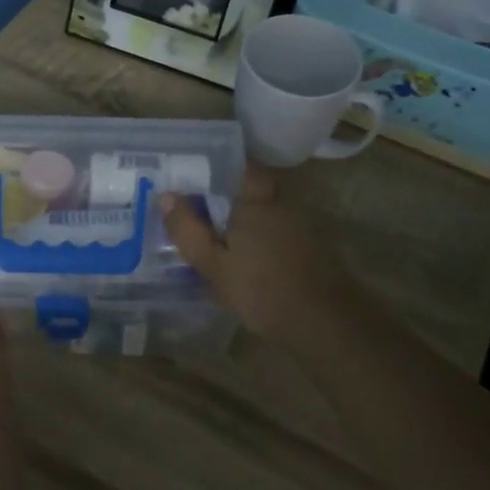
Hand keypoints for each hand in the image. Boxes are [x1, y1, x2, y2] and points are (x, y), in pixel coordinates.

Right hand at [160, 166, 362, 342]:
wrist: (323, 323)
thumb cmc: (261, 290)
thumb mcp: (213, 265)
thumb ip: (188, 230)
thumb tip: (166, 196)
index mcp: (257, 202)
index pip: (243, 166)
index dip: (222, 167)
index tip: (198, 176)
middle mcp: (282, 205)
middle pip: (255, 189)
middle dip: (231, 195)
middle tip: (203, 208)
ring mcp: (302, 226)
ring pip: (269, 211)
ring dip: (248, 218)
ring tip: (221, 235)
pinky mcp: (313, 248)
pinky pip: (281, 231)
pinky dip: (264, 237)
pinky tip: (250, 257)